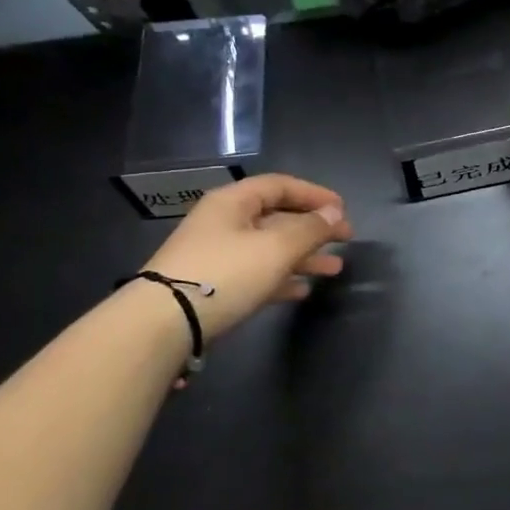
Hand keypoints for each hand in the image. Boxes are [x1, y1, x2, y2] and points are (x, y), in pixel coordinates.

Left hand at [139, 175, 352, 342]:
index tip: (343, 211)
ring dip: (303, 257)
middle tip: (345, 241)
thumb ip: (309, 229)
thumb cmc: (224, 274)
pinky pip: (256, 275)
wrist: (163, 324)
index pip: (280, 186)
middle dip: (313, 229)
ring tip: (334, 270)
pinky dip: (281, 279)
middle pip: (277, 217)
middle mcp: (224, 223)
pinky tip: (302, 290)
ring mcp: (217, 256)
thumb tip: (334, 212)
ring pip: (269, 249)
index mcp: (233, 202)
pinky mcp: (214, 287)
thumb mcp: (275, 248)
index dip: (315, 194)